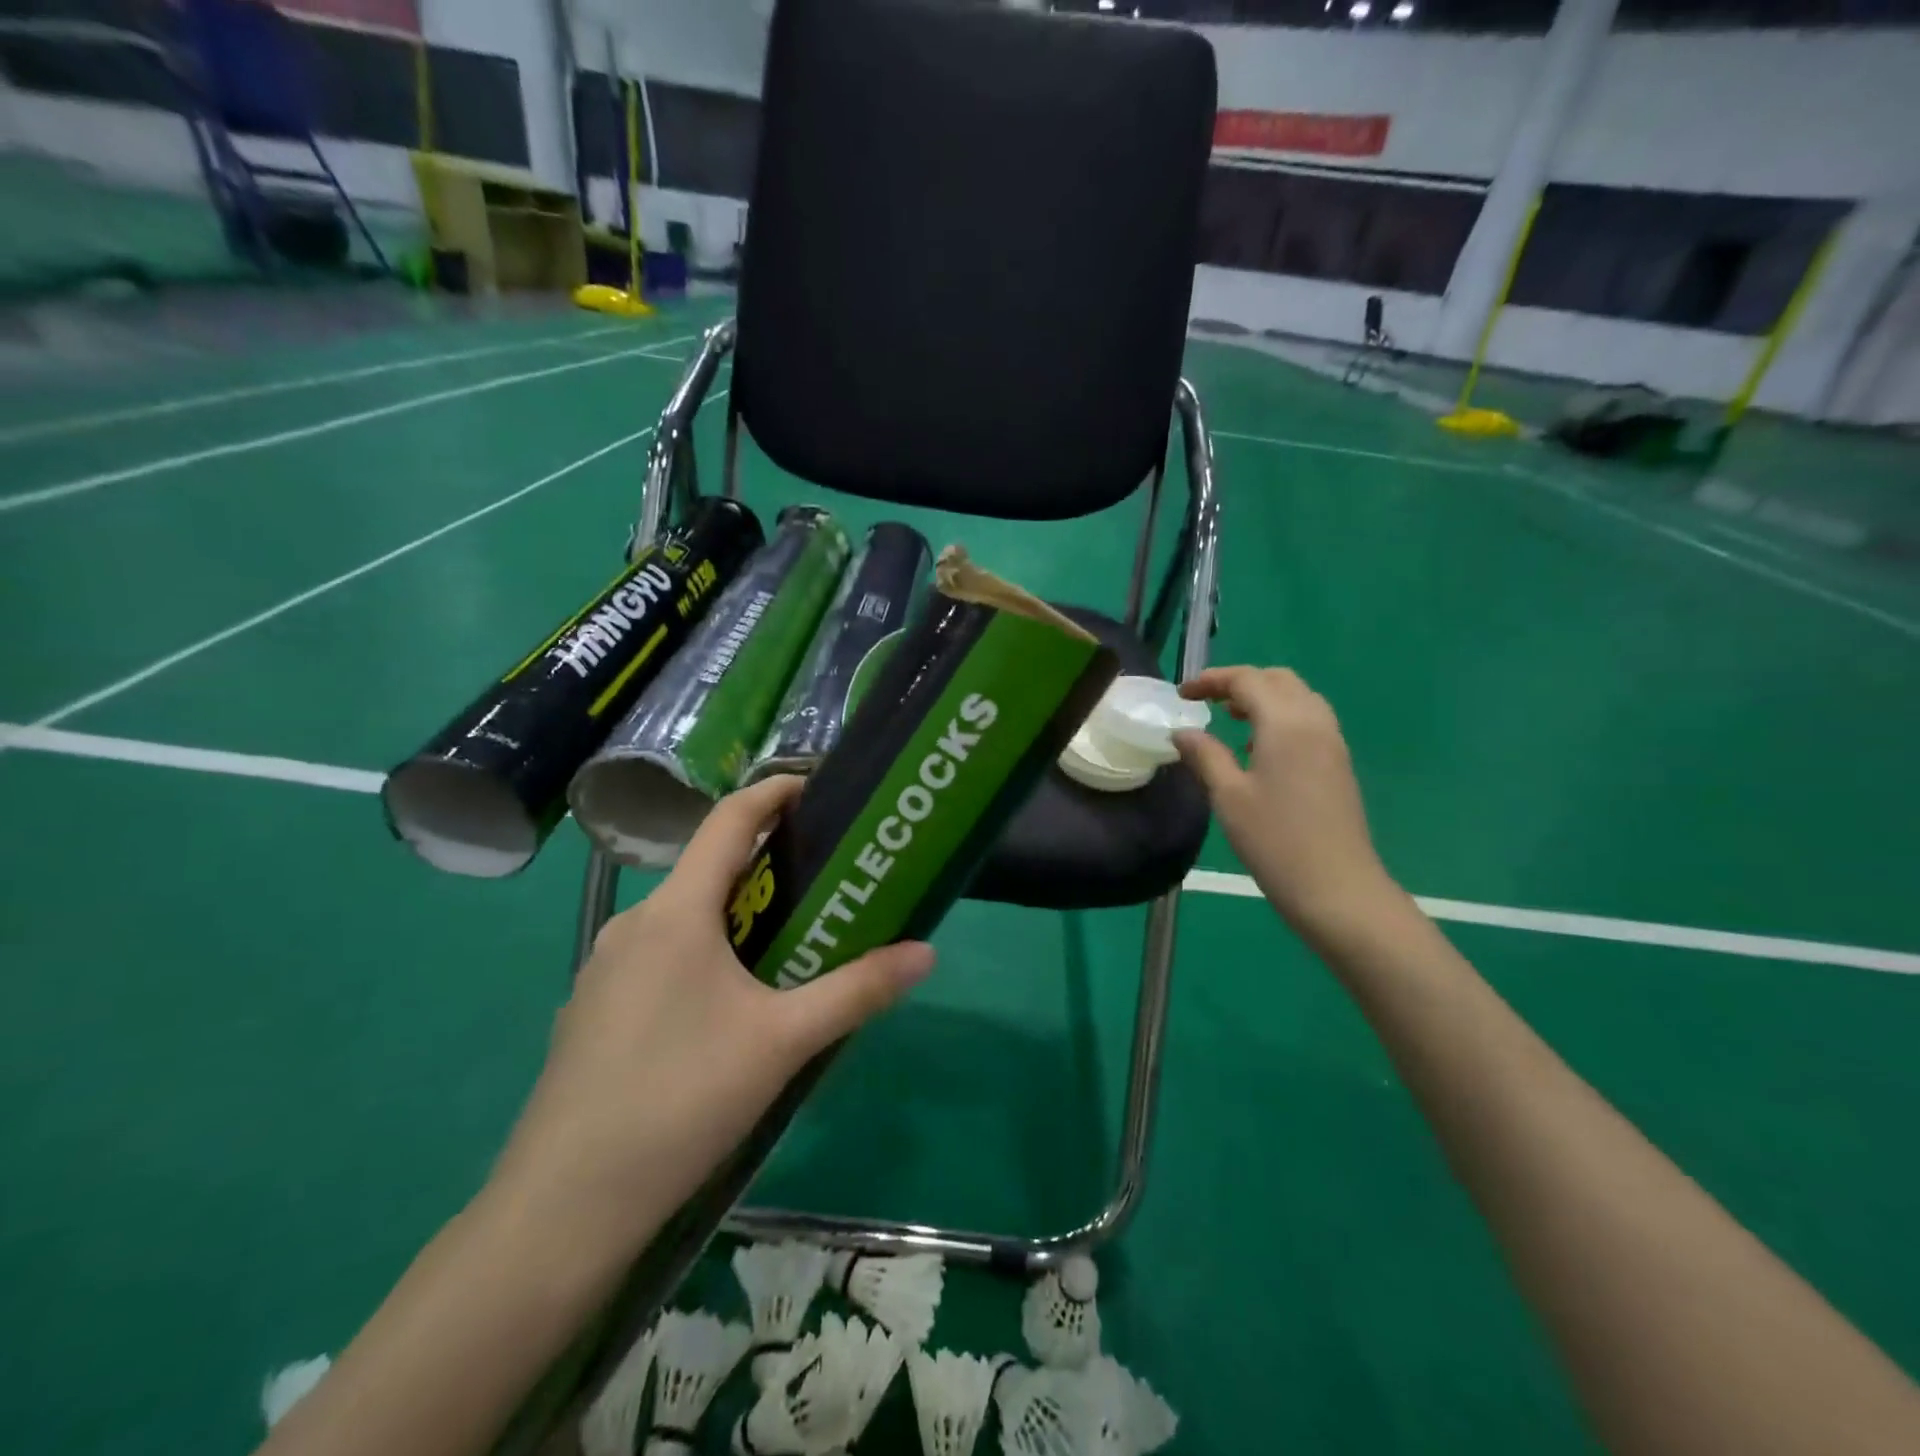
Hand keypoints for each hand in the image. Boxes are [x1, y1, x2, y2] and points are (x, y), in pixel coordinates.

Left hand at [489, 776, 933, 1252]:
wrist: (562, 1208)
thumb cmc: (680, 1100)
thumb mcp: (783, 1042)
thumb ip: (857, 991)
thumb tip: (926, 953)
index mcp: (676, 912)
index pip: (729, 820)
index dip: (774, 792)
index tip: (818, 788)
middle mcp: (635, 924)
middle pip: (709, 869)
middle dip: (768, 864)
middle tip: (826, 880)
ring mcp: (606, 968)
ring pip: (685, 918)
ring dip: (737, 914)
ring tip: (790, 942)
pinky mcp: (595, 1010)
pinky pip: (662, 957)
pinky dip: (705, 953)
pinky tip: (730, 1006)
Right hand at [1175, 666, 1396, 936]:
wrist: (1337, 887)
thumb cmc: (1275, 840)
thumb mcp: (1228, 796)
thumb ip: (1205, 755)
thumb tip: (1182, 732)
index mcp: (1285, 722)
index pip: (1247, 680)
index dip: (1211, 680)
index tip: (1182, 694)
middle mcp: (1314, 721)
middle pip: (1278, 680)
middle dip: (1241, 683)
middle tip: (1207, 702)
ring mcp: (1332, 743)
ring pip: (1298, 698)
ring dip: (1263, 698)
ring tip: (1231, 720)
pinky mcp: (1338, 764)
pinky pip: (1309, 720)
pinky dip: (1281, 717)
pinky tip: (1259, 749)